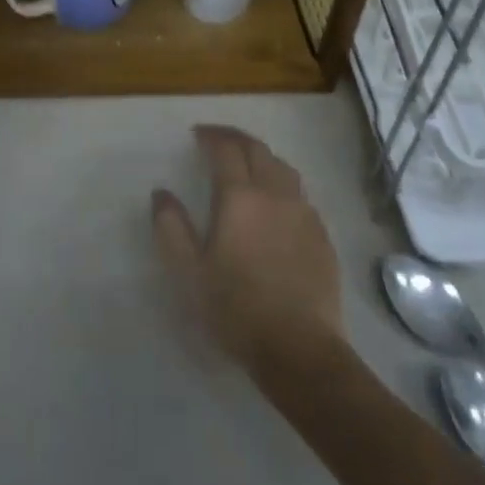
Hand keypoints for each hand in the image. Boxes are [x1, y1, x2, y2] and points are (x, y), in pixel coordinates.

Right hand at [152, 125, 342, 368]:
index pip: (225, 149)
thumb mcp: (189, 273)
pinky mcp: (322, 235)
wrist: (300, 350)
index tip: (197, 135)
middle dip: (235, 138)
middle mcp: (274, 193)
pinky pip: (301, 195)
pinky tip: (277, 204)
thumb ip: (171, 227)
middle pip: (257, 149)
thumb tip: (161, 193)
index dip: (211, 136)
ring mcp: (303, 213)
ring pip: (283, 168)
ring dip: (262, 157)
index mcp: (239, 196)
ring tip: (248, 164)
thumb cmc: (237, 309)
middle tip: (218, 139)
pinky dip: (283, 185)